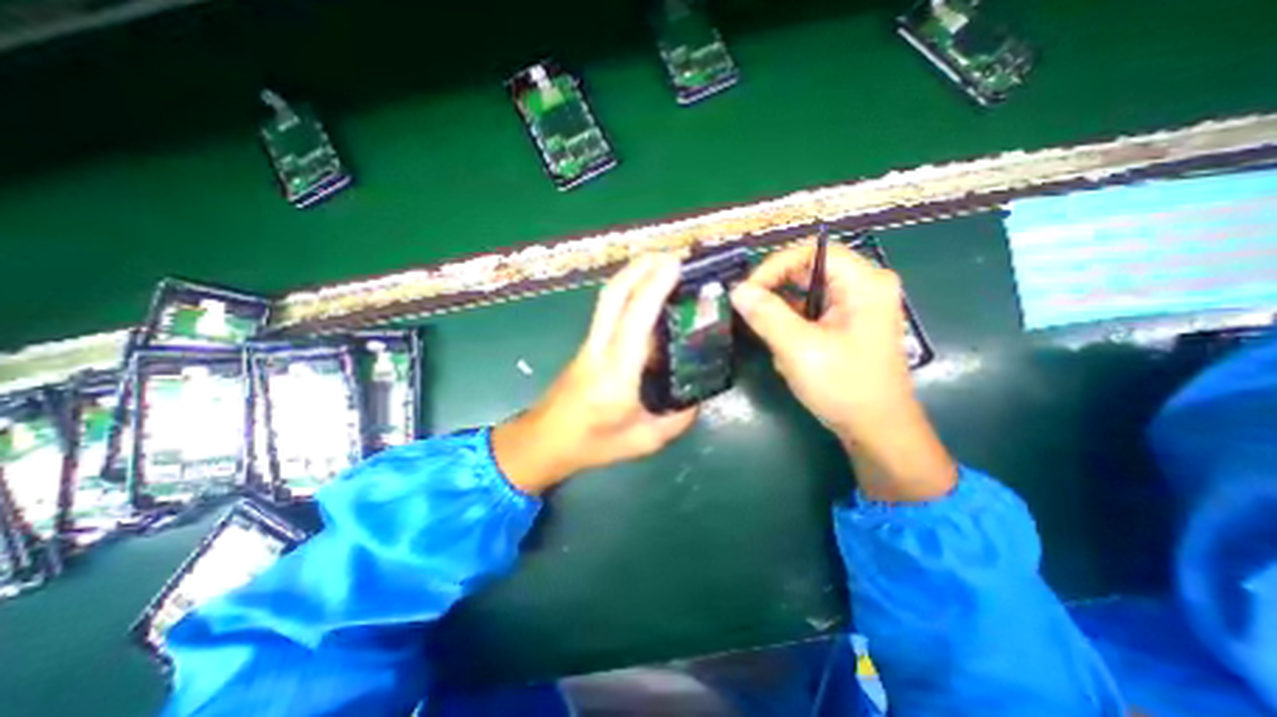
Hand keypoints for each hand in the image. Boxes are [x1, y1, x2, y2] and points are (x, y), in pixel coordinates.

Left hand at [490, 256, 696, 494]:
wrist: (544, 442)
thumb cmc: (592, 445)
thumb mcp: (644, 441)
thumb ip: (677, 418)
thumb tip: (698, 394)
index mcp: (616, 375)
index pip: (634, 319)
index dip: (654, 286)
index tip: (676, 265)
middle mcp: (599, 350)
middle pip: (613, 295)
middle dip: (641, 267)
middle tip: (671, 255)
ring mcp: (589, 344)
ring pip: (608, 298)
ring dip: (633, 274)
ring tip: (661, 265)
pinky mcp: (587, 345)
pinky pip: (608, 310)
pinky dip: (628, 292)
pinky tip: (646, 294)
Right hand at [733, 245, 951, 500]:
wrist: (876, 431)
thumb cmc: (844, 388)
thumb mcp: (799, 349)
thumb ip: (766, 315)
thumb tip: (737, 290)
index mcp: (864, 283)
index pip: (811, 252)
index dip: (774, 266)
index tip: (747, 291)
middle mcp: (864, 287)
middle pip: (808, 271)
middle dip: (775, 292)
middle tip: (749, 312)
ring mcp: (856, 307)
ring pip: (805, 293)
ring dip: (782, 315)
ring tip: (771, 339)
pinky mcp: (847, 325)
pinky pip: (810, 312)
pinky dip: (791, 327)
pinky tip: (786, 351)